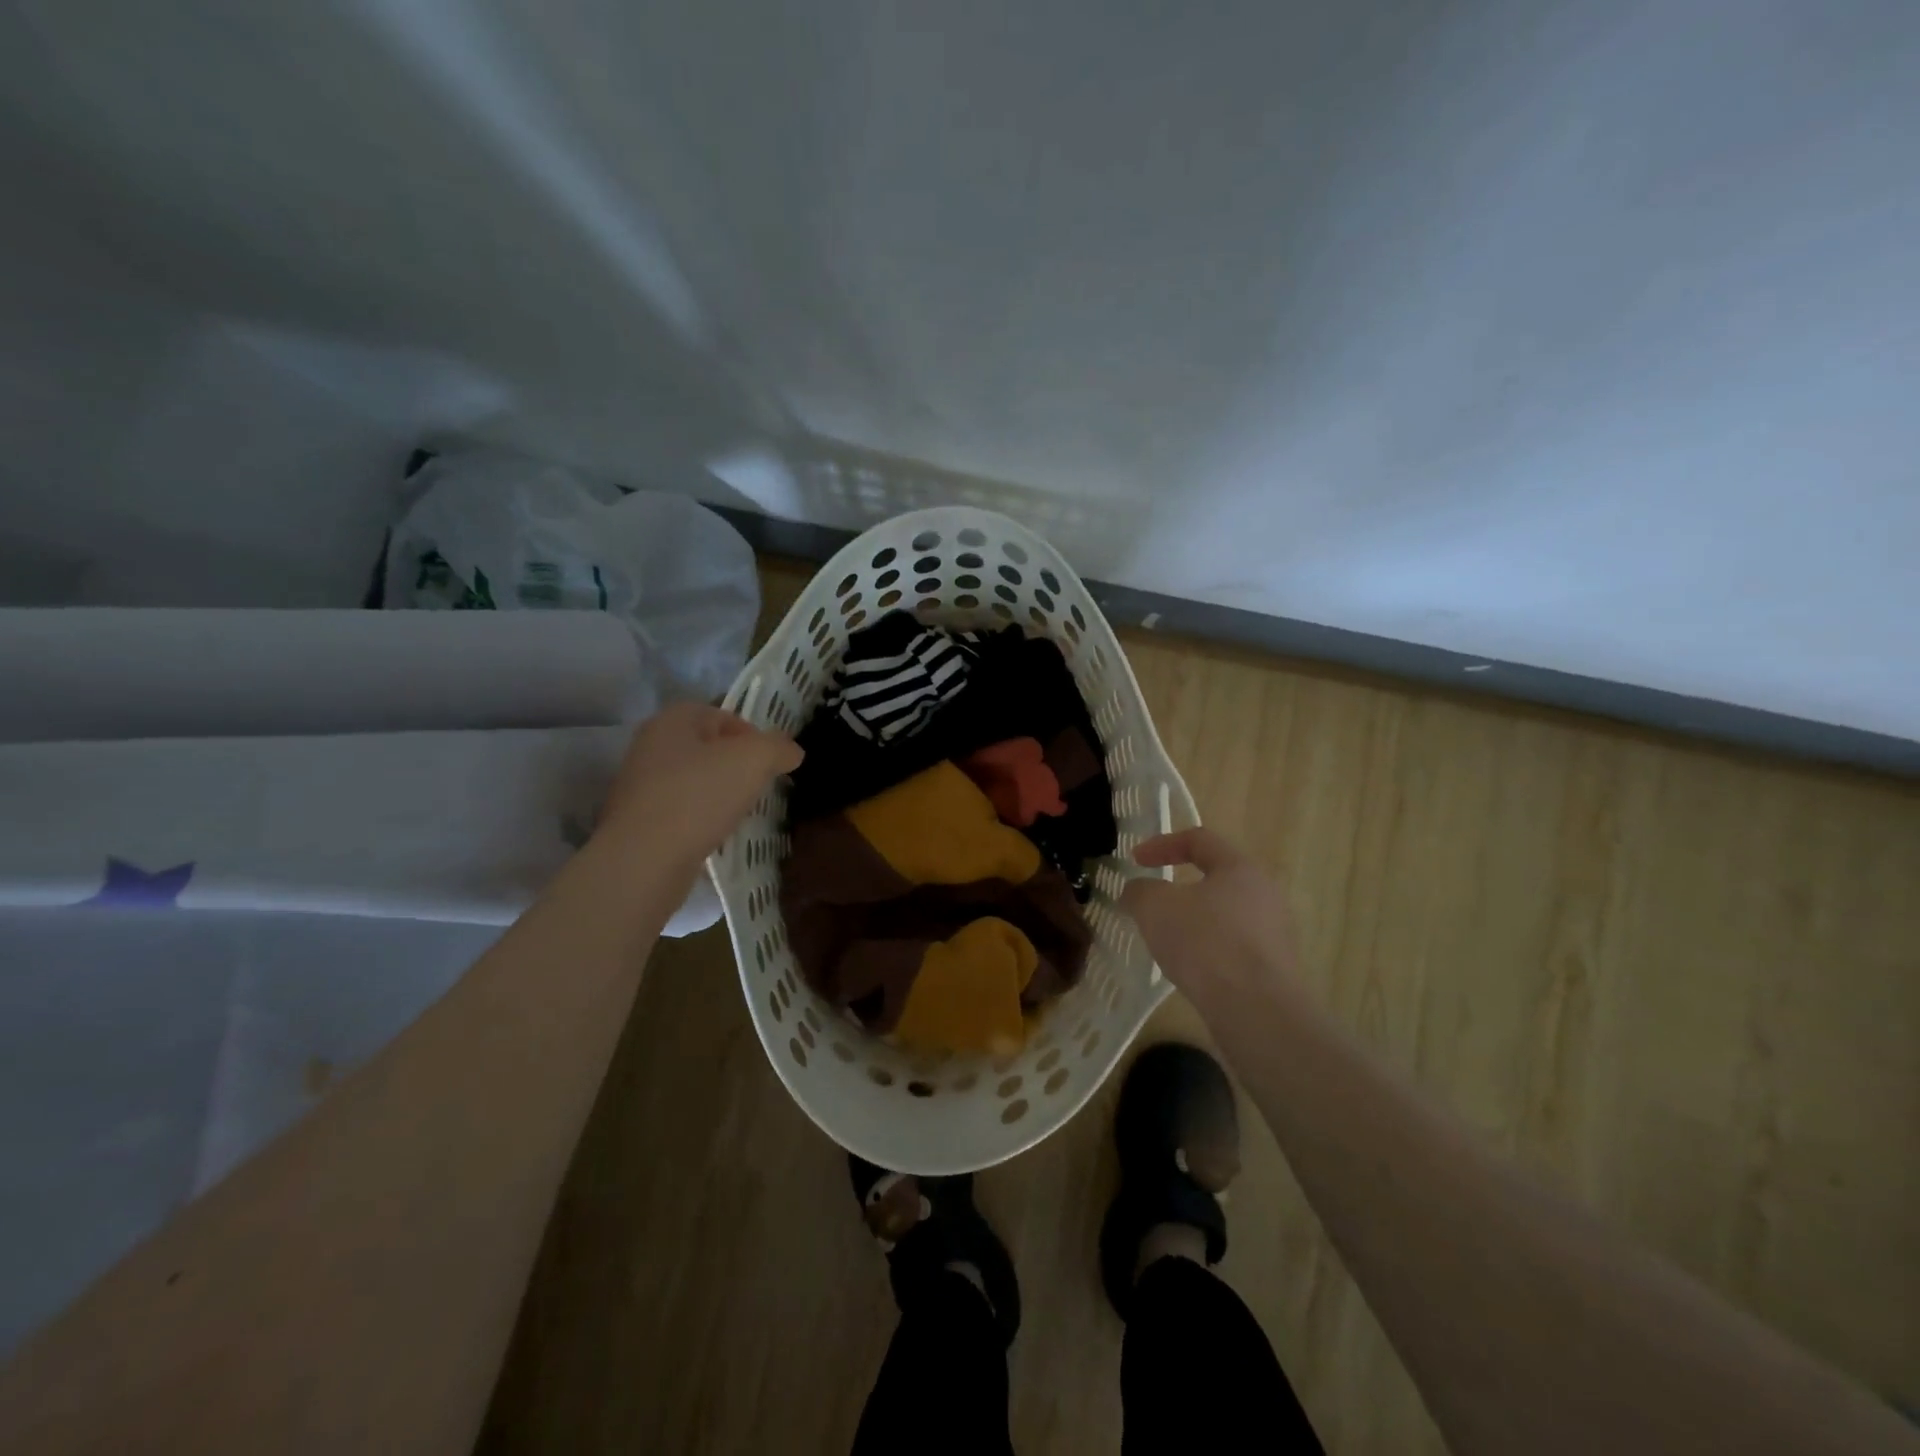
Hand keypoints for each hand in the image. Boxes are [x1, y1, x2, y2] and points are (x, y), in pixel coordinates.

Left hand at [597, 702, 802, 865]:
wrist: (644, 861)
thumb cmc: (699, 796)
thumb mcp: (754, 760)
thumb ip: (779, 748)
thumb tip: (792, 752)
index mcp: (672, 720)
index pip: (722, 715)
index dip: (752, 735)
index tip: (769, 763)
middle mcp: (651, 745)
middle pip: (708, 748)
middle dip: (737, 766)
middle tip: (758, 787)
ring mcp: (640, 785)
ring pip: (695, 781)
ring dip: (720, 794)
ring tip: (739, 814)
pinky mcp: (638, 821)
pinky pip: (681, 811)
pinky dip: (701, 819)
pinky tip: (715, 835)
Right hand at [1119, 828, 1299, 1008]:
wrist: (1257, 1011)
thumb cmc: (1205, 942)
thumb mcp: (1154, 907)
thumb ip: (1140, 891)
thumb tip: (1138, 892)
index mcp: (1240, 868)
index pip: (1199, 840)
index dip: (1161, 844)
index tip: (1134, 861)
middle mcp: (1265, 893)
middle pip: (1215, 878)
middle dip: (1178, 887)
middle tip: (1151, 903)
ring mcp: (1274, 933)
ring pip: (1224, 915)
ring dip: (1192, 921)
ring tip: (1166, 940)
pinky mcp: (1274, 968)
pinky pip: (1232, 947)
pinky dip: (1207, 950)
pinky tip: (1189, 969)